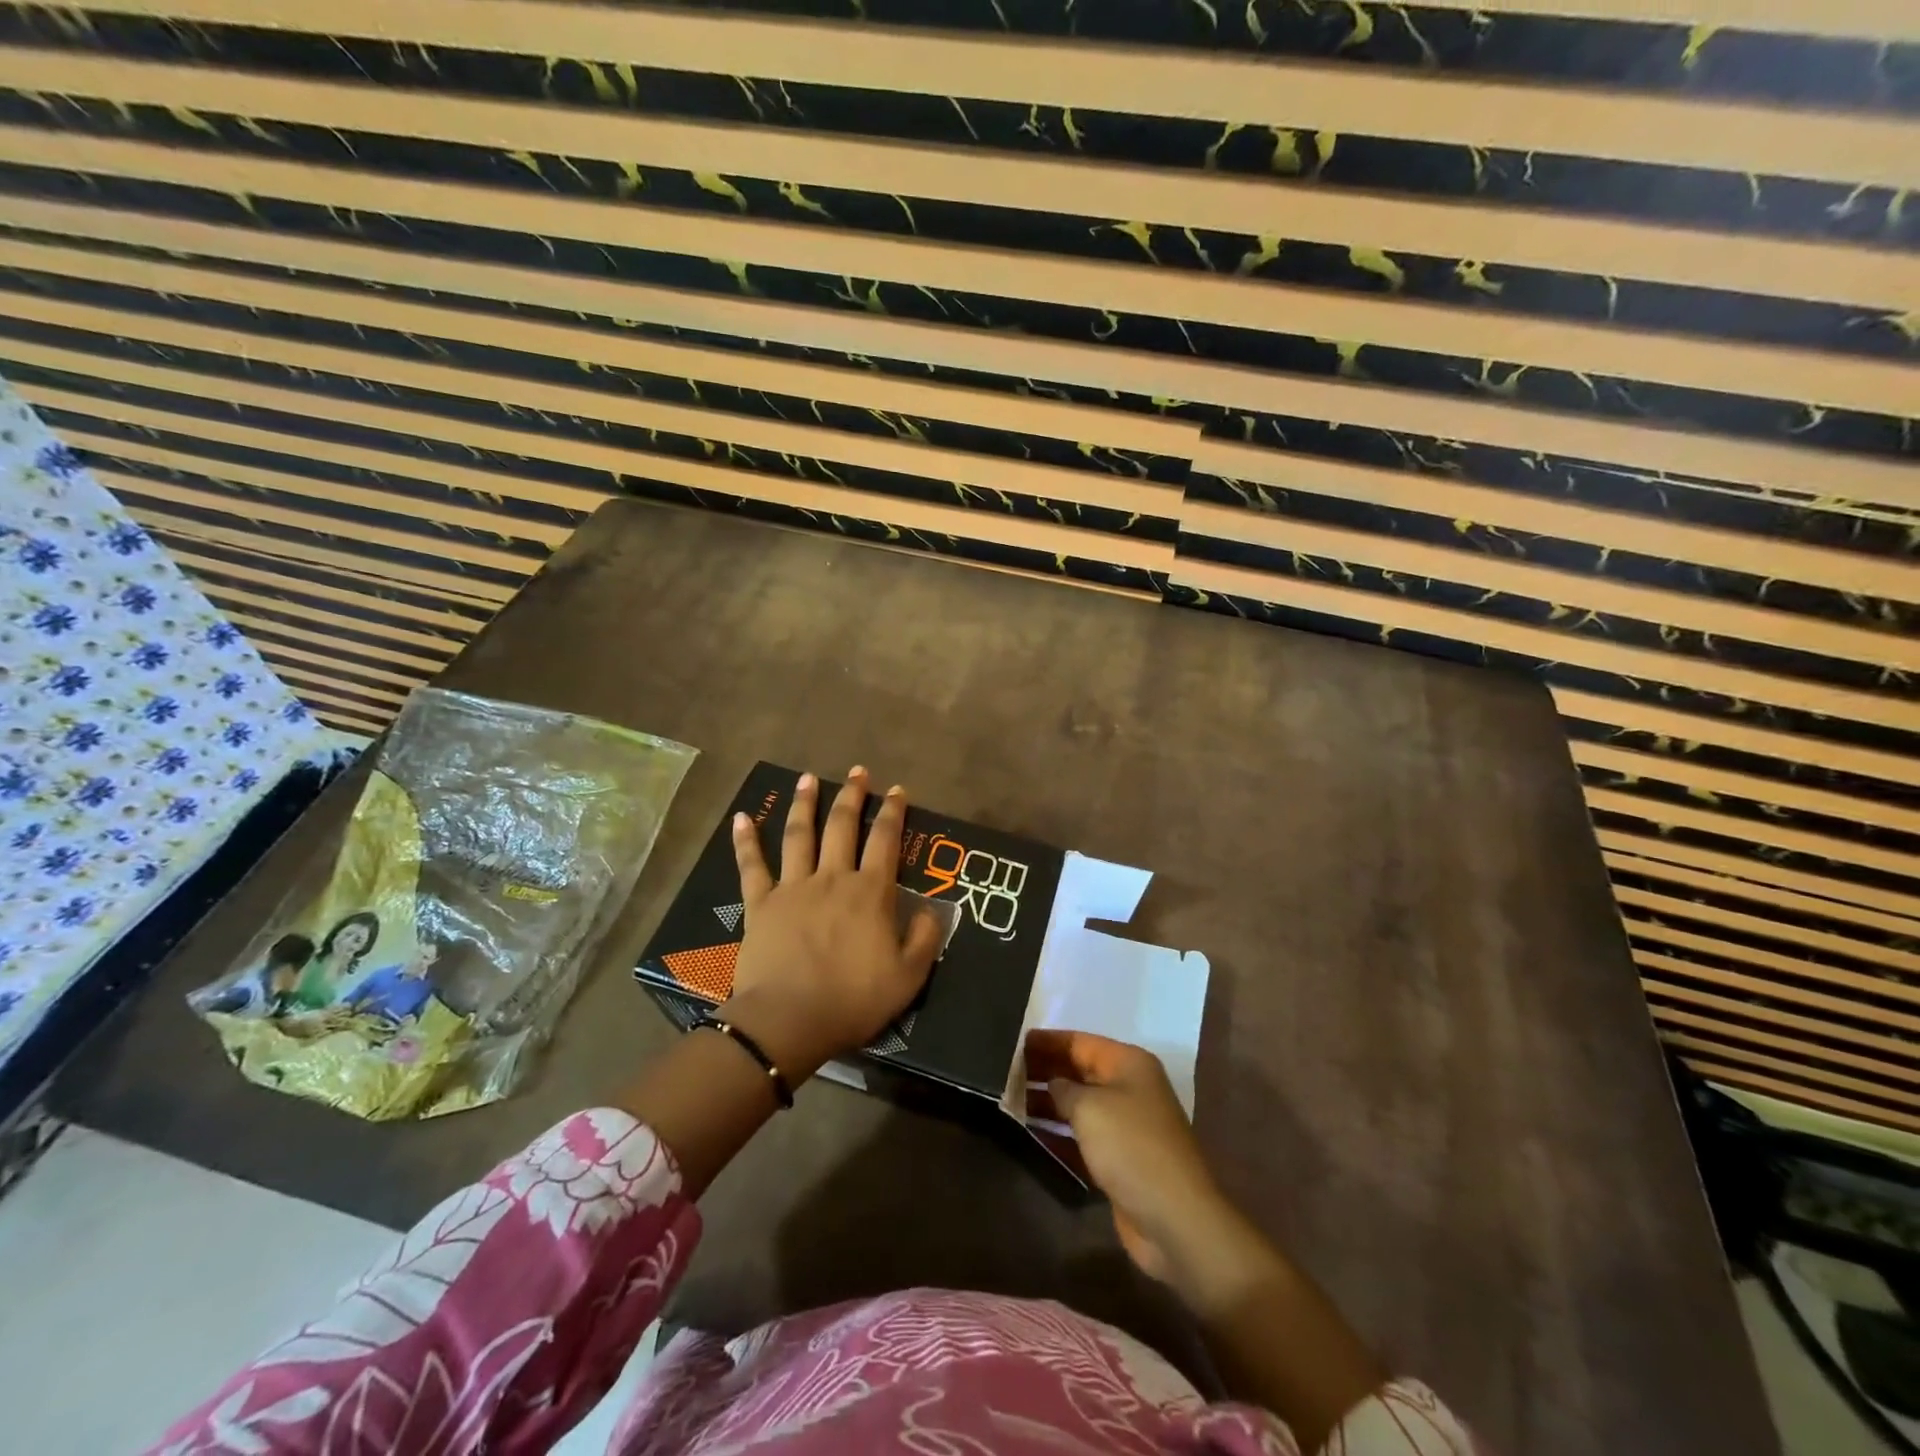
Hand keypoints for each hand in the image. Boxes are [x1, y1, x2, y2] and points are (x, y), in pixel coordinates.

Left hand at [724, 767, 942, 1080]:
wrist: (790, 1021)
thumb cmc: (853, 1000)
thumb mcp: (909, 978)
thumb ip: (924, 940)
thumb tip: (929, 911)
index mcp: (870, 892)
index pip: (885, 840)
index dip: (893, 812)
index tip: (896, 790)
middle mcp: (832, 878)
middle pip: (842, 826)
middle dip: (852, 795)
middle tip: (857, 771)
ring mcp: (793, 887)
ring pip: (799, 835)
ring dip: (804, 804)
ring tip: (808, 778)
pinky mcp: (761, 903)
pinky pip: (752, 865)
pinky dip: (746, 840)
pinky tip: (741, 817)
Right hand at [1026, 1029, 1229, 1284]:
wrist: (1174, 1218)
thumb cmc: (1131, 1147)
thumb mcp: (1090, 1107)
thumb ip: (1063, 1088)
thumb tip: (1052, 1083)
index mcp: (1129, 1064)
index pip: (1080, 1042)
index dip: (1048, 1041)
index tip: (1014, 1041)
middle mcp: (1130, 1089)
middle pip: (1080, 1071)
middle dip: (1045, 1070)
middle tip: (1005, 1072)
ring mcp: (1126, 1126)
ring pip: (1079, 1105)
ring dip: (1048, 1103)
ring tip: (1010, 1100)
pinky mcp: (1120, 1160)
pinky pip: (1083, 1137)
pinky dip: (1059, 1135)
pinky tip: (1030, 1134)